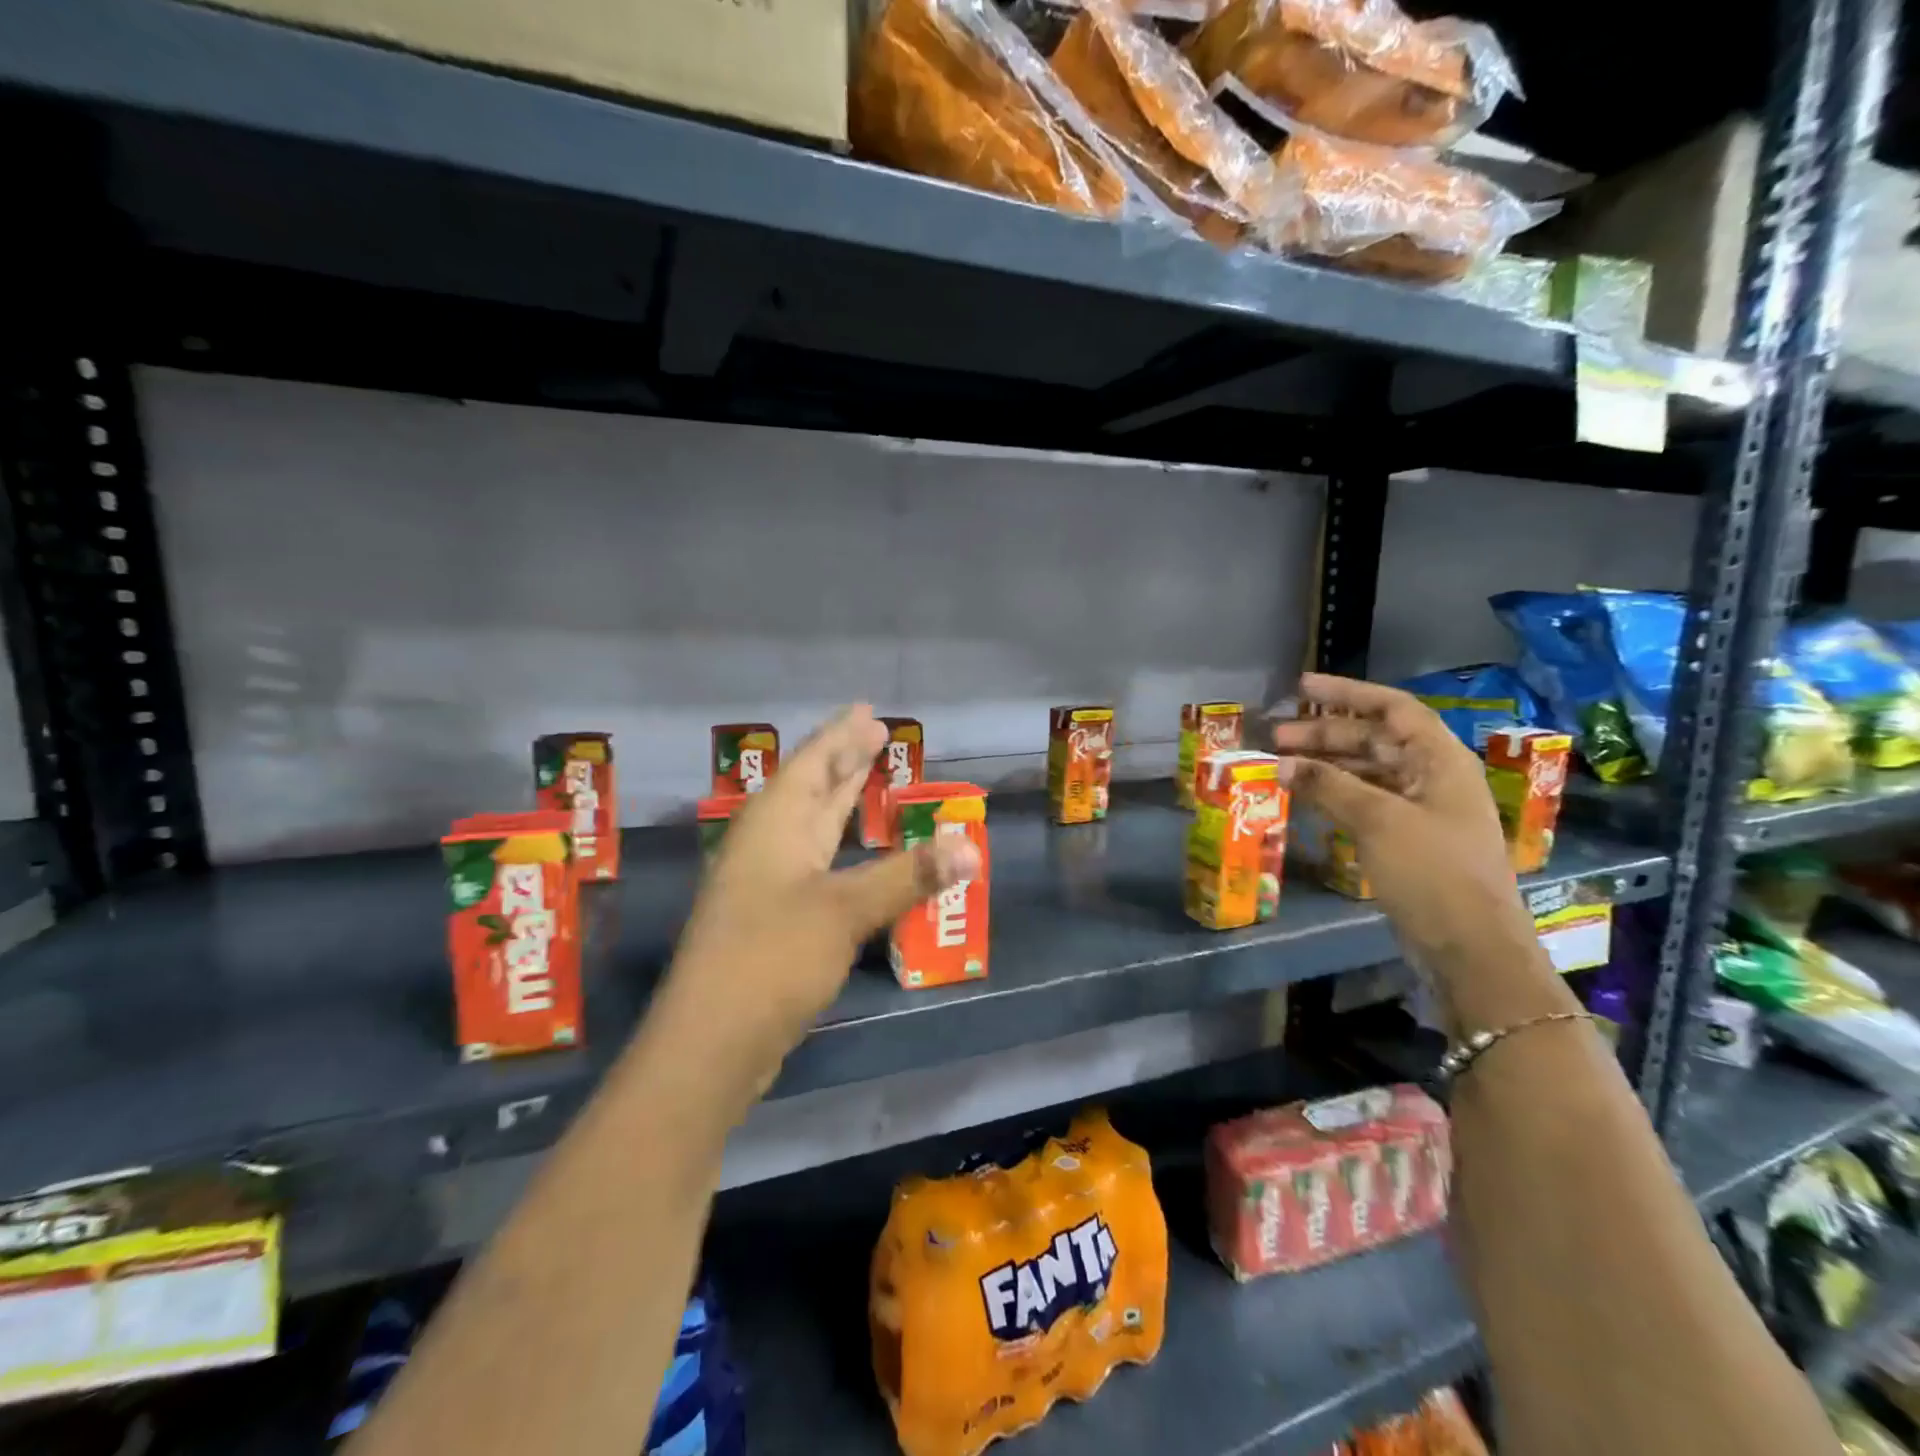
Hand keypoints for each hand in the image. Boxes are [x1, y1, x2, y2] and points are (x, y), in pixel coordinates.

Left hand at [654, 704, 979, 1099]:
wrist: (710, 1044)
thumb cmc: (772, 958)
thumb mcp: (845, 910)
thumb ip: (909, 876)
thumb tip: (972, 847)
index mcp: (774, 823)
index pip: (814, 762)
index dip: (842, 735)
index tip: (868, 711)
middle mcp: (766, 843)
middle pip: (810, 787)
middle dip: (842, 759)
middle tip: (873, 731)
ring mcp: (766, 882)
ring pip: (810, 824)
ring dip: (839, 799)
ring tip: (866, 774)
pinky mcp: (773, 917)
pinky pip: (813, 861)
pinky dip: (839, 845)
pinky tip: (851, 852)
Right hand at [1271, 674, 1558, 1019]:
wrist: (1471, 946)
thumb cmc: (1432, 871)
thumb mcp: (1377, 820)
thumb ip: (1328, 785)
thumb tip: (1281, 763)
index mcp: (1440, 760)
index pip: (1392, 708)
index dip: (1347, 692)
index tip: (1301, 687)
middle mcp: (1433, 777)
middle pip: (1374, 740)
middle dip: (1324, 734)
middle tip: (1275, 738)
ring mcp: (1421, 810)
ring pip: (1366, 772)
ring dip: (1326, 765)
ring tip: (1281, 767)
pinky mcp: (1408, 839)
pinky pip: (1365, 802)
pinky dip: (1334, 795)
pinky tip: (1304, 798)